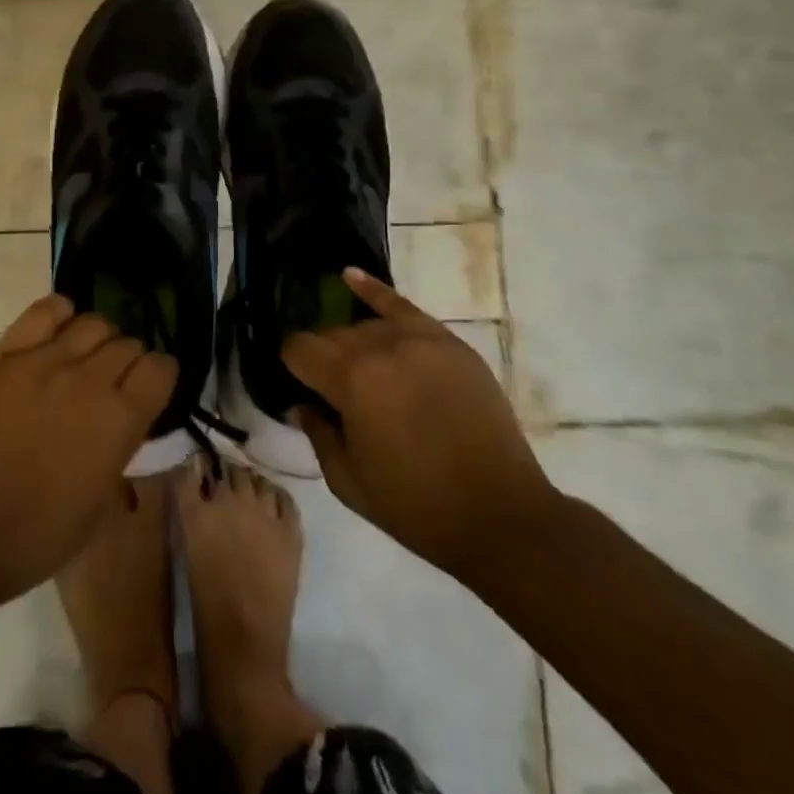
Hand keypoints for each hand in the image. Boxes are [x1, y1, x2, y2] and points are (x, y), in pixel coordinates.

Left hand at [0, 294, 176, 607]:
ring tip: (84, 359)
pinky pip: (44, 310)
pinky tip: (57, 333)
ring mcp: (44, 361)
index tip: (149, 390)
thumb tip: (126, 423)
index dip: (159, 377)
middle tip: (112, 383)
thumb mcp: (102, 507)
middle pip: (128, 343)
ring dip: (98, 340)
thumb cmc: (39, 534)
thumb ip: (123, 452)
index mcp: (120, 420)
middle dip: (129, 361)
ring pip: (92, 322)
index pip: (161, 367)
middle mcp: (89, 379)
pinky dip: (59, 314)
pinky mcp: (6, 354)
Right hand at [282, 268, 560, 581]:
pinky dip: (374, 291)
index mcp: (350, 380)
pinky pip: (402, 305)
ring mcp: (418, 340)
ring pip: (365, 326)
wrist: (502, 516)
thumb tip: (303, 403)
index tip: (297, 383)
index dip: (291, 365)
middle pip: (331, 335)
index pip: (299, 348)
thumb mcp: (348, 482)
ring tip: (360, 371)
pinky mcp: (448, 343)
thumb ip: (317, 433)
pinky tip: (350, 276)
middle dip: (322, 357)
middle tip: (330, 389)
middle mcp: (379, 347)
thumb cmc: (417, 506)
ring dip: (353, 344)